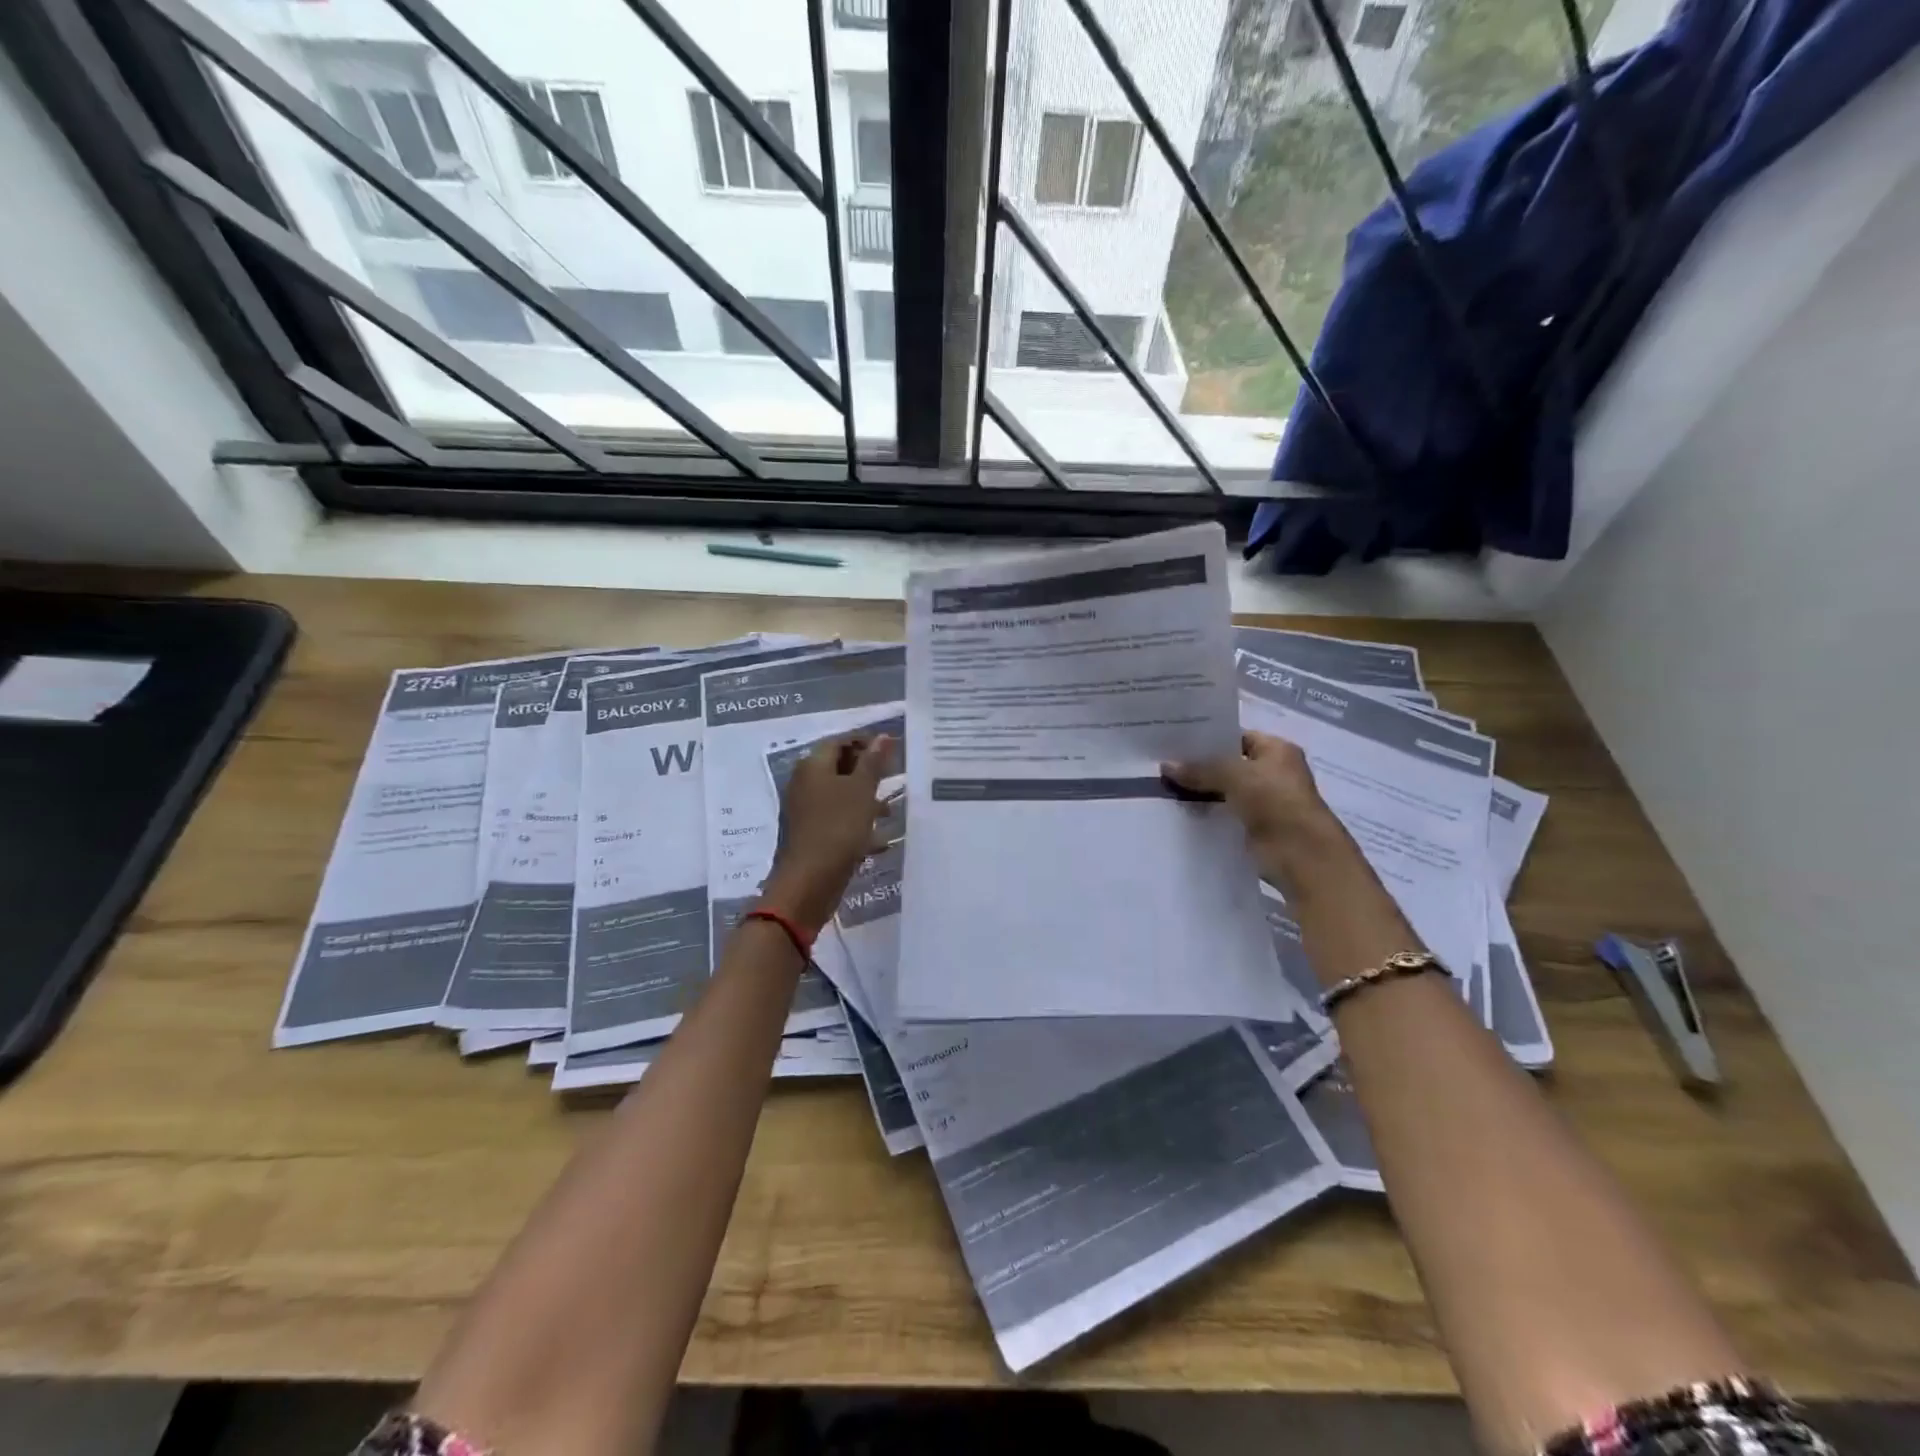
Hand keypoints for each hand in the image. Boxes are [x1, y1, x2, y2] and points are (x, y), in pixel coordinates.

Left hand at [761, 732, 895, 932]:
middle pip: (838, 768)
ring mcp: (805, 811)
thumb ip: (873, 762)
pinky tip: (879, 840)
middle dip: (867, 772)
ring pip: (839, 796)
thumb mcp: (862, 791)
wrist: (809, 882)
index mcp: (813, 766)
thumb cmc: (838, 828)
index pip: (839, 741)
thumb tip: (882, 736)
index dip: (865, 742)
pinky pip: (837, 820)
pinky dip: (857, 824)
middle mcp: (804, 784)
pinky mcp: (810, 835)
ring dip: (865, 800)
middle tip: (893, 780)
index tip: (892, 752)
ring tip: (890, 813)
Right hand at [1162, 731, 1354, 892]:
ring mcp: (1263, 801)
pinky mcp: (1253, 827)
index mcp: (1276, 750)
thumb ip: (1200, 769)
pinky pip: (1223, 814)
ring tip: (1162, 787)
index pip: (1236, 737)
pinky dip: (1205, 814)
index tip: (1174, 742)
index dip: (1207, 739)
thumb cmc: (1275, 801)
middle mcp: (1271, 772)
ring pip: (1223, 791)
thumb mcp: (1234, 775)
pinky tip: (1177, 812)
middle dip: (1198, 767)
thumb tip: (1165, 766)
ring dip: (1199, 792)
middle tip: (1161, 764)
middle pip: (1227, 765)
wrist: (1301, 854)